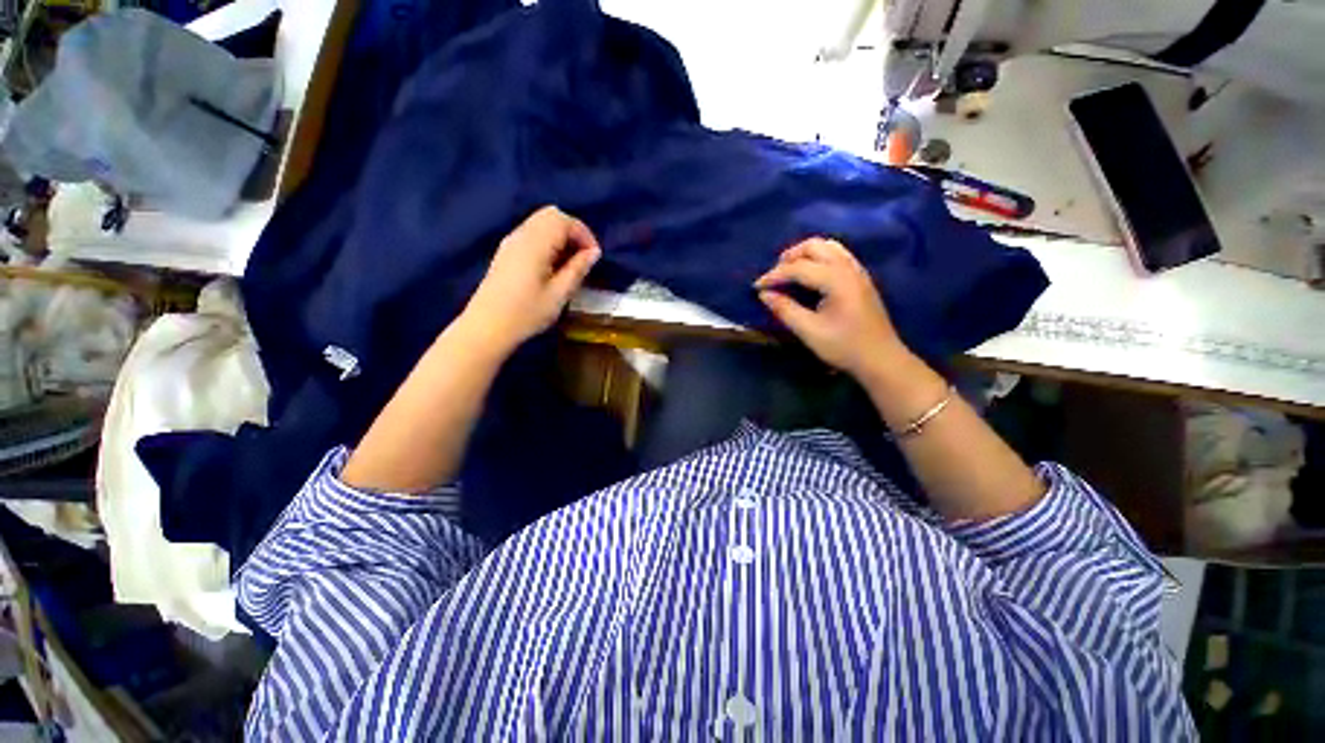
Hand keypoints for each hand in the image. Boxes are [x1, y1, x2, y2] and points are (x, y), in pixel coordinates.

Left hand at [461, 206, 601, 353]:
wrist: (487, 327)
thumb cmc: (527, 313)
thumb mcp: (559, 294)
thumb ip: (577, 269)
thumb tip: (594, 252)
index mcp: (535, 243)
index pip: (564, 220)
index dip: (584, 234)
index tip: (594, 257)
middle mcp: (521, 235)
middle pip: (551, 215)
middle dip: (572, 231)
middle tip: (583, 257)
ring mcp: (511, 242)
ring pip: (540, 223)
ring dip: (560, 236)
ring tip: (570, 263)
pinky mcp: (506, 252)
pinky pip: (532, 234)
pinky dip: (548, 241)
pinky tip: (552, 266)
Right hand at [754, 237, 907, 380]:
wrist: (880, 359)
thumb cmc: (844, 347)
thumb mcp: (809, 331)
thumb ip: (785, 310)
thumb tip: (764, 294)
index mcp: (836, 280)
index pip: (798, 268)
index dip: (774, 275)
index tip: (756, 287)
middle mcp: (848, 268)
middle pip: (814, 246)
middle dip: (789, 257)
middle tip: (773, 277)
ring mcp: (857, 271)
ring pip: (827, 246)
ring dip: (804, 254)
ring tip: (789, 272)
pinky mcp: (860, 278)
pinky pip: (837, 255)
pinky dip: (818, 258)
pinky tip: (809, 276)